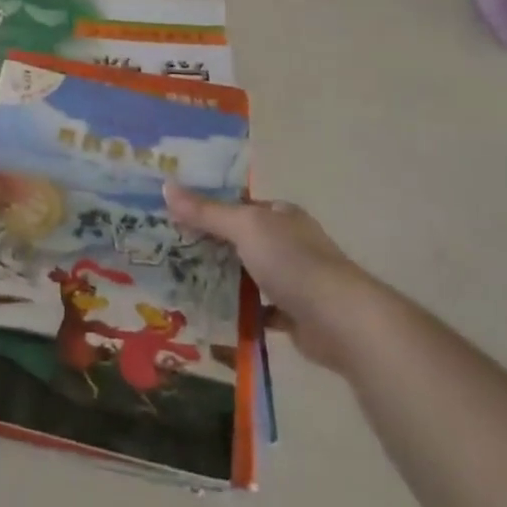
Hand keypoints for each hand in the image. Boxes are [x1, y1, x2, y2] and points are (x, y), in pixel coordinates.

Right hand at [162, 184, 374, 371]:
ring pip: (248, 275)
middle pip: (240, 240)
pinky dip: (238, 312)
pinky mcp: (294, 314)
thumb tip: (165, 185)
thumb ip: (206, 211)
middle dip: (209, 246)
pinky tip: (211, 315)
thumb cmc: (292, 262)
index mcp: (280, 215)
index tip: (171, 216)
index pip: (238, 205)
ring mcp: (294, 279)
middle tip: (167, 252)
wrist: (341, 321)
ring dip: (221, 280)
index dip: (206, 207)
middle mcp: (288, 242)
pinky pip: (258, 310)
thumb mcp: (244, 227)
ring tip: (180, 283)